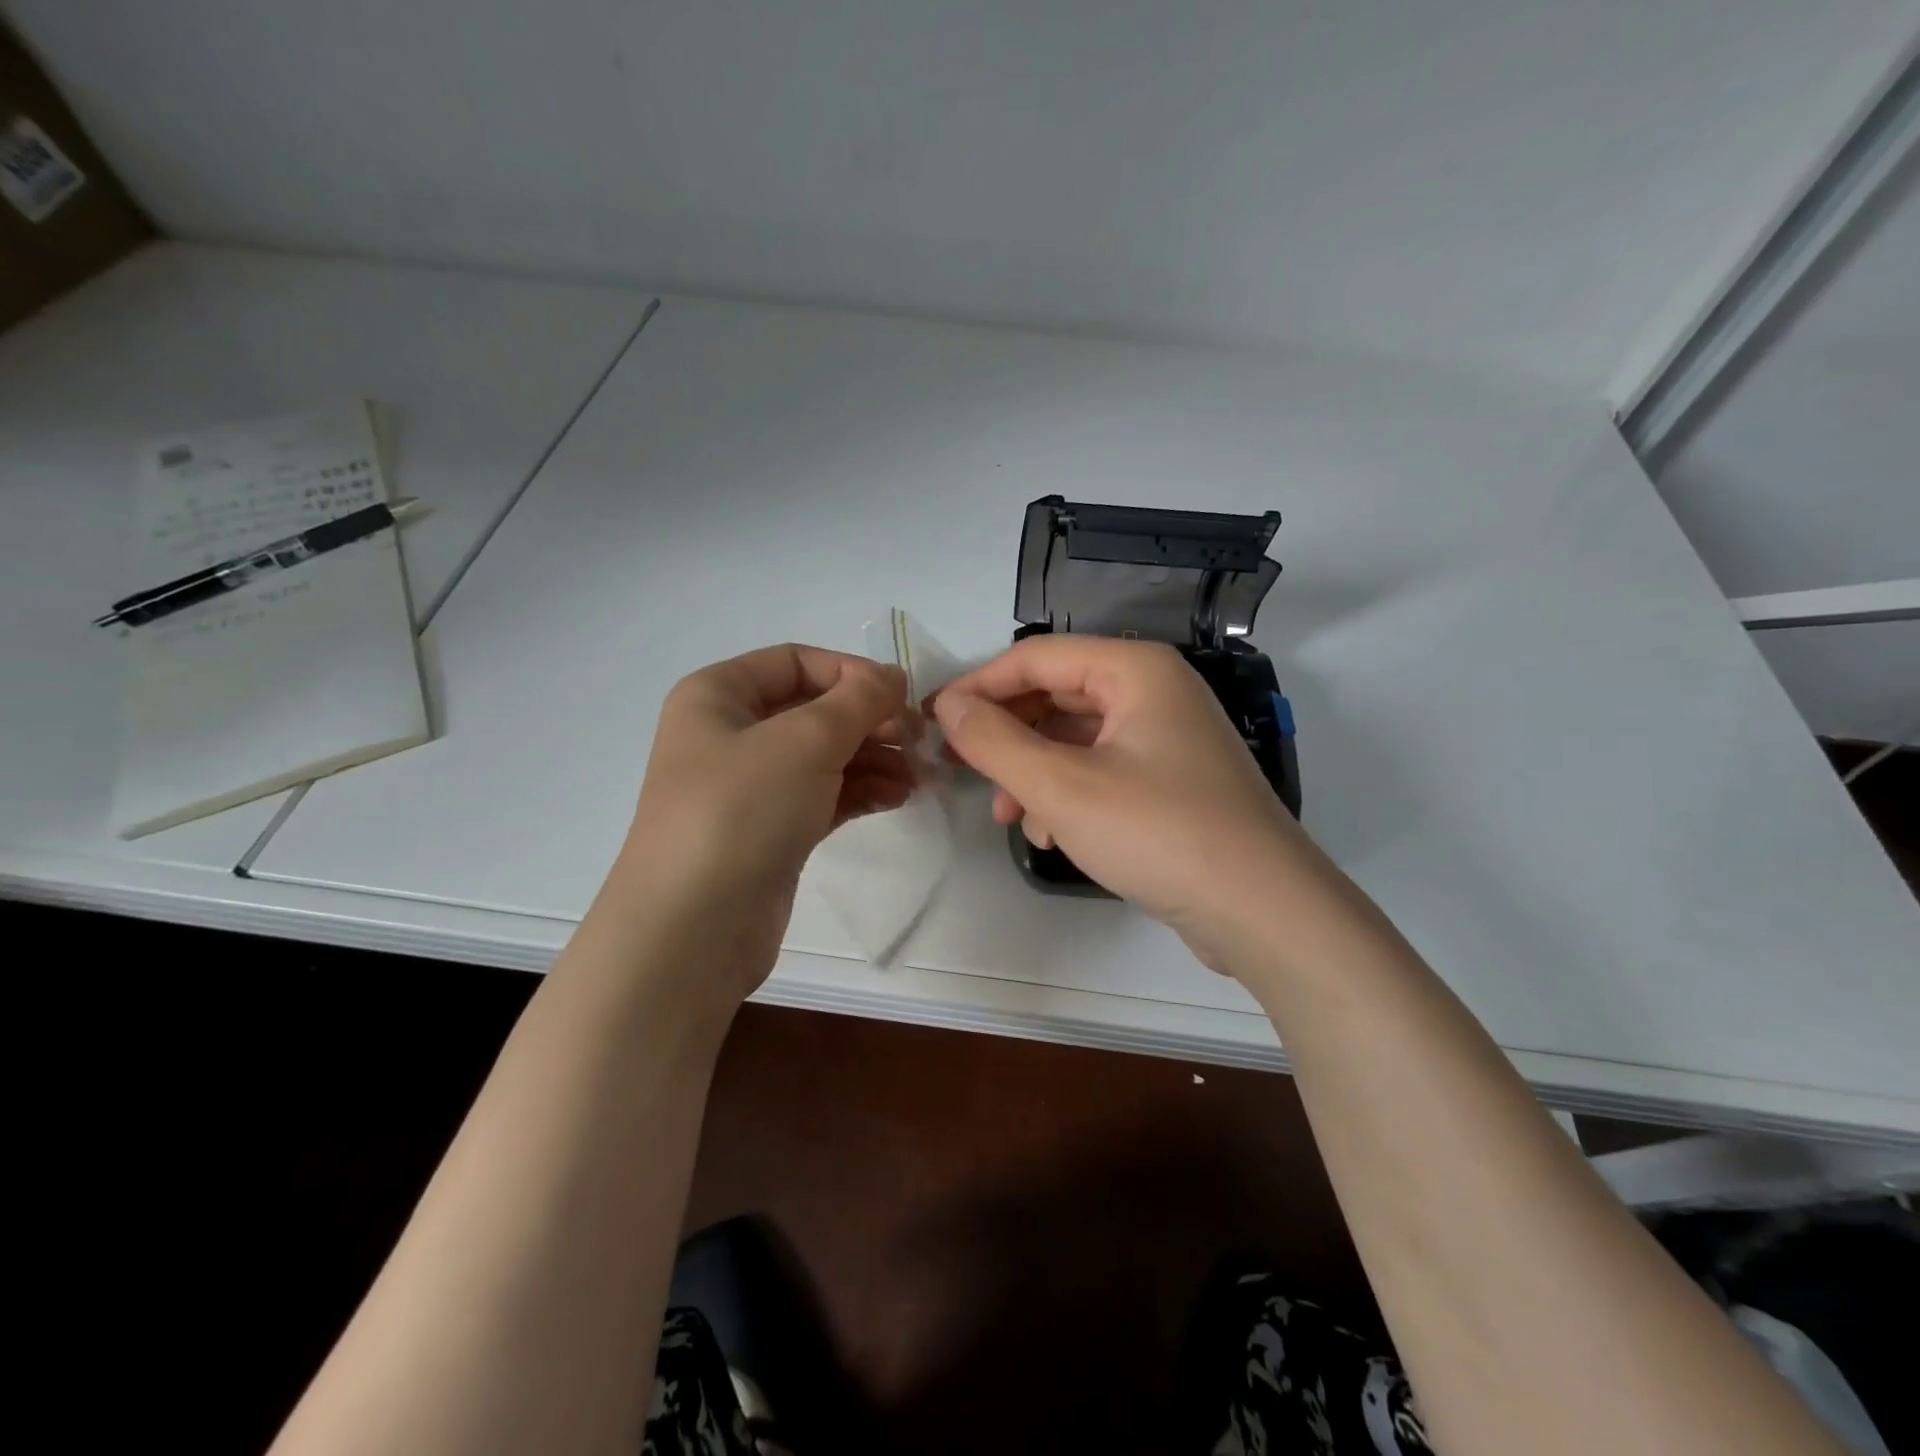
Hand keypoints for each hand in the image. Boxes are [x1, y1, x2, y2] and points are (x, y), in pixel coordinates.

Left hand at [601, 644, 912, 1001]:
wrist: (694, 927)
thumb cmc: (742, 810)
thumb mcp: (806, 739)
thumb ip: (858, 700)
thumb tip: (893, 676)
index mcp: (718, 696)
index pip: (796, 662)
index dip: (851, 673)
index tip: (901, 697)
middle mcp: (729, 735)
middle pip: (813, 711)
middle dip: (869, 722)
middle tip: (919, 741)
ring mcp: (748, 788)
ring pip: (822, 757)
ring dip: (873, 759)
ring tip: (919, 775)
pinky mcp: (769, 831)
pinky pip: (822, 796)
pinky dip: (860, 792)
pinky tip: (898, 797)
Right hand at [934, 636, 1326, 969]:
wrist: (1263, 910)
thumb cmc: (1158, 832)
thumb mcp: (1061, 786)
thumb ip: (995, 741)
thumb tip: (948, 705)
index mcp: (1134, 669)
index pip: (1036, 657)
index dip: (978, 686)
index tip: (934, 721)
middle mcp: (1154, 690)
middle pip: (1056, 695)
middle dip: (1007, 735)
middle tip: (965, 770)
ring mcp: (1167, 736)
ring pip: (1075, 737)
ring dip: (1034, 771)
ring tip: (1010, 817)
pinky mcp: (1172, 780)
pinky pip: (1102, 769)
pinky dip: (1069, 794)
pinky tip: (1053, 835)